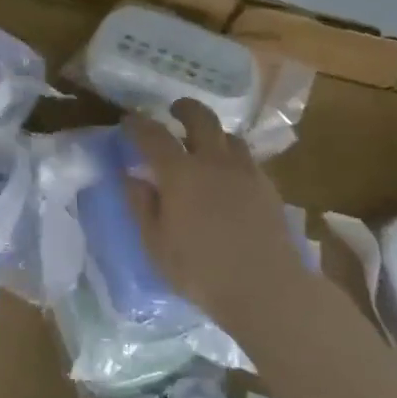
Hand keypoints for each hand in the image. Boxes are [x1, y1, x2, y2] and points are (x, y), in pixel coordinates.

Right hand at [122, 100, 311, 341]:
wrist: (268, 289)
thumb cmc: (201, 270)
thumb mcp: (156, 244)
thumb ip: (141, 205)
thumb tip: (132, 176)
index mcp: (179, 172)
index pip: (153, 134)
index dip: (137, 125)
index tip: (128, 121)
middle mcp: (213, 161)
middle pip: (200, 118)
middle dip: (185, 109)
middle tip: (175, 111)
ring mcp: (245, 171)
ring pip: (229, 136)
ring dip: (213, 133)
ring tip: (205, 145)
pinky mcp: (268, 187)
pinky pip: (247, 159)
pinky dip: (233, 157)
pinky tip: (229, 176)